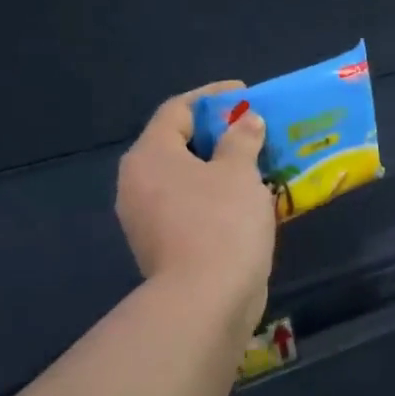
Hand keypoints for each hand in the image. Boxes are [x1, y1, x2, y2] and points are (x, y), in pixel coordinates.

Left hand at [116, 82, 276, 330]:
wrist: (205, 301)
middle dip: (218, 134)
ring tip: (257, 163)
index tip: (246, 94)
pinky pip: (189, 207)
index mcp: (150, 156)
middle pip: (178, 144)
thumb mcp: (239, 172)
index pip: (177, 110)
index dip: (213, 97)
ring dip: (219, 168)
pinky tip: (246, 200)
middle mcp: (137, 183)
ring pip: (185, 179)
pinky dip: (215, 196)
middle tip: (254, 129)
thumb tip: (246, 122)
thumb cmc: (221, 223)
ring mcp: (146, 219)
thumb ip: (242, 139)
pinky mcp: (162, 246)